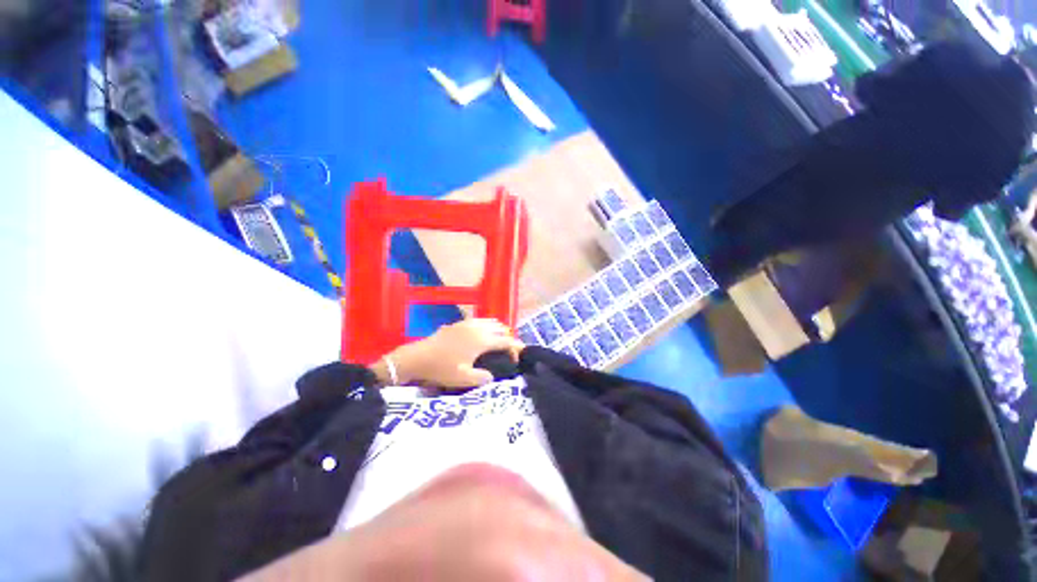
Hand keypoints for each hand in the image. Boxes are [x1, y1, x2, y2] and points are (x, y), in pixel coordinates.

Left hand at [374, 319, 523, 388]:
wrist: (418, 357)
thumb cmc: (442, 368)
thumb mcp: (463, 379)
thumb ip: (483, 378)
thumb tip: (492, 375)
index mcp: (482, 340)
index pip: (506, 341)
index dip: (515, 347)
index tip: (519, 355)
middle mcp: (478, 328)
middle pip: (500, 327)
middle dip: (508, 337)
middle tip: (507, 351)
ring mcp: (468, 323)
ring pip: (490, 321)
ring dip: (498, 330)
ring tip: (497, 343)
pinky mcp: (459, 323)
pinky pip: (480, 320)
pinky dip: (487, 326)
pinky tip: (481, 336)